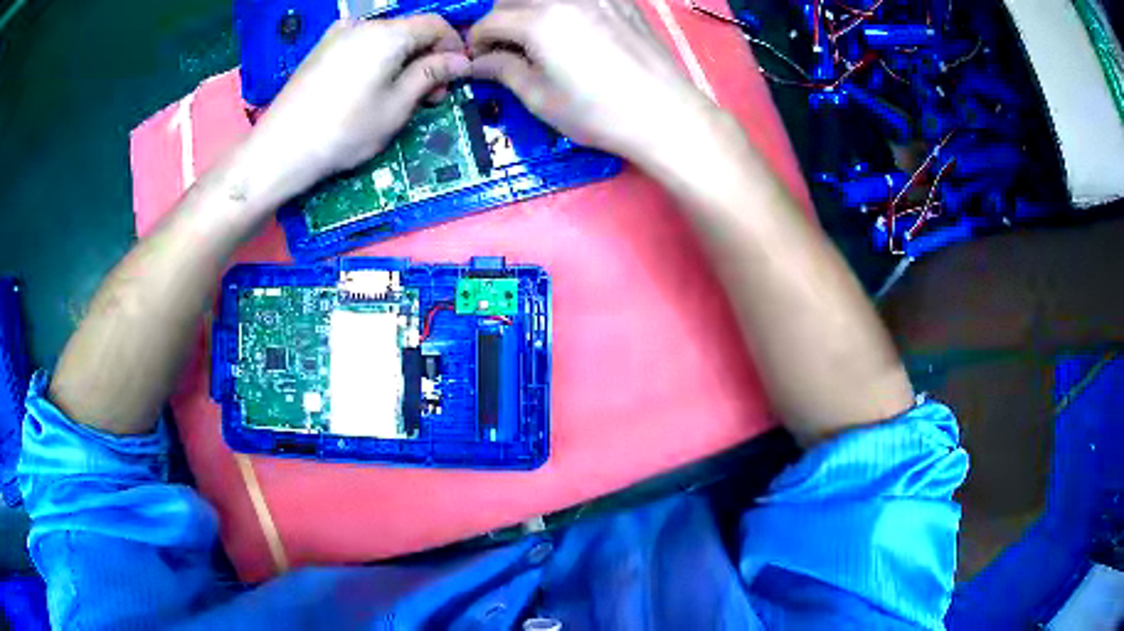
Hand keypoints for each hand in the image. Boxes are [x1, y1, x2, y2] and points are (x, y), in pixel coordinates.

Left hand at [247, 16, 469, 196]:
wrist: (279, 149)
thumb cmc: (344, 131)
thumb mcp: (396, 107)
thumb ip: (431, 76)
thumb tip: (461, 61)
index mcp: (388, 34)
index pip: (436, 24)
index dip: (453, 47)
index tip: (456, 76)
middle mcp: (363, 25)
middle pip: (410, 30)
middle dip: (427, 57)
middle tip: (429, 96)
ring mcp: (337, 35)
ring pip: (385, 39)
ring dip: (402, 61)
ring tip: (398, 95)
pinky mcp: (321, 50)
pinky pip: (361, 46)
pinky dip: (377, 61)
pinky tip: (370, 88)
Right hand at [467, 0, 720, 163]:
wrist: (665, 114)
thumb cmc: (598, 113)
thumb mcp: (539, 98)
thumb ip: (502, 71)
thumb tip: (478, 62)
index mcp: (539, 21)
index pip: (489, 21)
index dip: (477, 42)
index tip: (480, 61)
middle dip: (501, 21)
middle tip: (507, 49)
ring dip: (530, 10)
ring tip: (538, 38)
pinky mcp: (621, 1)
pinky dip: (565, 7)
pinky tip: (573, 28)